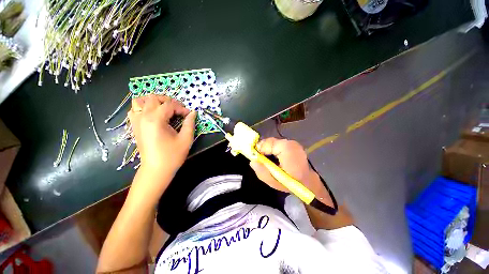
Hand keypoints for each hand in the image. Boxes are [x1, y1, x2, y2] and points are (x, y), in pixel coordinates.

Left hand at [128, 94, 195, 174]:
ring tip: (164, 109)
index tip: (189, 115)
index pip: (170, 105)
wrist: (156, 170)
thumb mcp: (186, 139)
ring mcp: (136, 121)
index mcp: (156, 120)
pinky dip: (143, 108)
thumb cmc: (172, 155)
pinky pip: (134, 110)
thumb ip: (190, 123)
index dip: (181, 108)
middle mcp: (143, 117)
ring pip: (140, 101)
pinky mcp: (135, 127)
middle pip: (153, 98)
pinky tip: (153, 114)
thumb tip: (193, 113)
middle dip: (168, 101)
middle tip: (178, 110)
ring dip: (153, 101)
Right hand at [250, 138, 331, 203]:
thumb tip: (252, 161)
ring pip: (274, 142)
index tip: (257, 158)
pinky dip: (274, 149)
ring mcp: (293, 143)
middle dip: (264, 149)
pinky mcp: (294, 144)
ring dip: (269, 149)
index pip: (267, 143)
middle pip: (270, 141)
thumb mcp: (273, 182)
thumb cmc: (291, 183)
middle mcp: (290, 143)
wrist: (308, 182)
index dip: (260, 149)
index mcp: (287, 150)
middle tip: (262, 159)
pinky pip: (279, 144)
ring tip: (269, 159)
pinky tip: (276, 157)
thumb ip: (262, 171)